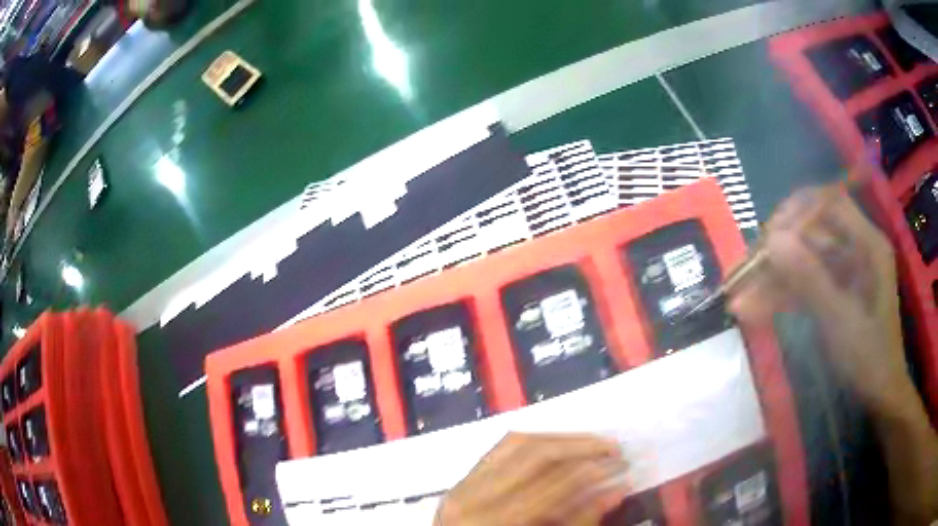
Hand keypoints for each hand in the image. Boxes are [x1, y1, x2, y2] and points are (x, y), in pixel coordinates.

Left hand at [435, 433, 628, 525]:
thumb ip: (578, 521)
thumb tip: (617, 490)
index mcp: (496, 522)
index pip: (555, 484)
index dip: (595, 471)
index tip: (623, 465)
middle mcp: (475, 496)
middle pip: (536, 455)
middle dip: (582, 447)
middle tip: (614, 449)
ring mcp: (463, 484)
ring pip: (518, 443)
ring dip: (561, 439)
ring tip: (593, 444)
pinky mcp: (461, 480)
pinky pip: (499, 449)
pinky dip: (533, 441)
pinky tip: (557, 444)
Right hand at [729, 185, 910, 411]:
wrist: (880, 395)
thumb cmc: (870, 359)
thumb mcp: (840, 322)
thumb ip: (809, 279)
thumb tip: (772, 240)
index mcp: (868, 244)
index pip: (829, 203)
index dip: (797, 213)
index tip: (767, 239)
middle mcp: (857, 248)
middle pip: (812, 233)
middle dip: (779, 252)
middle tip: (746, 274)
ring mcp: (846, 271)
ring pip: (805, 261)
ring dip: (775, 279)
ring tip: (741, 300)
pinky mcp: (837, 291)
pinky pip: (807, 284)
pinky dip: (784, 296)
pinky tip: (756, 310)